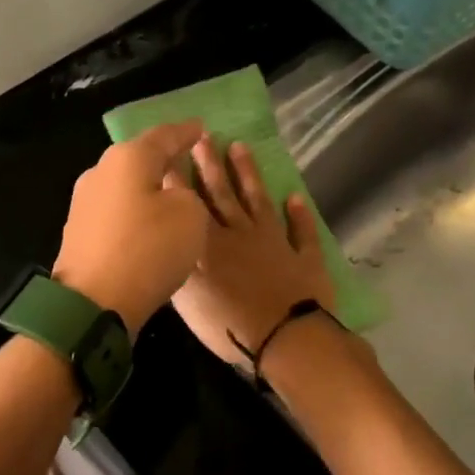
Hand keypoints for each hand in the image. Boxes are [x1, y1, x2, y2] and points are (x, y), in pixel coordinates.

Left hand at [52, 121, 209, 333]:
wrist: (93, 303)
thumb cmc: (148, 250)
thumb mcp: (190, 216)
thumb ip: (187, 194)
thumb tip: (169, 196)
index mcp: (128, 158)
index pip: (164, 135)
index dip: (186, 132)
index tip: (201, 128)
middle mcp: (100, 171)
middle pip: (139, 158)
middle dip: (163, 159)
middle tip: (187, 160)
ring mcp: (83, 203)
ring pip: (125, 186)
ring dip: (147, 189)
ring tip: (170, 194)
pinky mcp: (78, 232)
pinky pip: (116, 212)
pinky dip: (134, 213)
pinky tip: (147, 224)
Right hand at [173, 137, 335, 368]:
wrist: (286, 338)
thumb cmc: (230, 325)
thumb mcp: (189, 301)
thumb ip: (179, 266)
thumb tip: (170, 239)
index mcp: (211, 244)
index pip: (191, 205)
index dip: (181, 178)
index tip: (173, 151)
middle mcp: (241, 235)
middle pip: (224, 194)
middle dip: (211, 165)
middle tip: (204, 136)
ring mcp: (275, 243)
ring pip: (258, 201)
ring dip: (249, 175)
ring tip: (240, 147)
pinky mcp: (304, 258)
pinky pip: (301, 232)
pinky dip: (299, 215)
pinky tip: (295, 197)